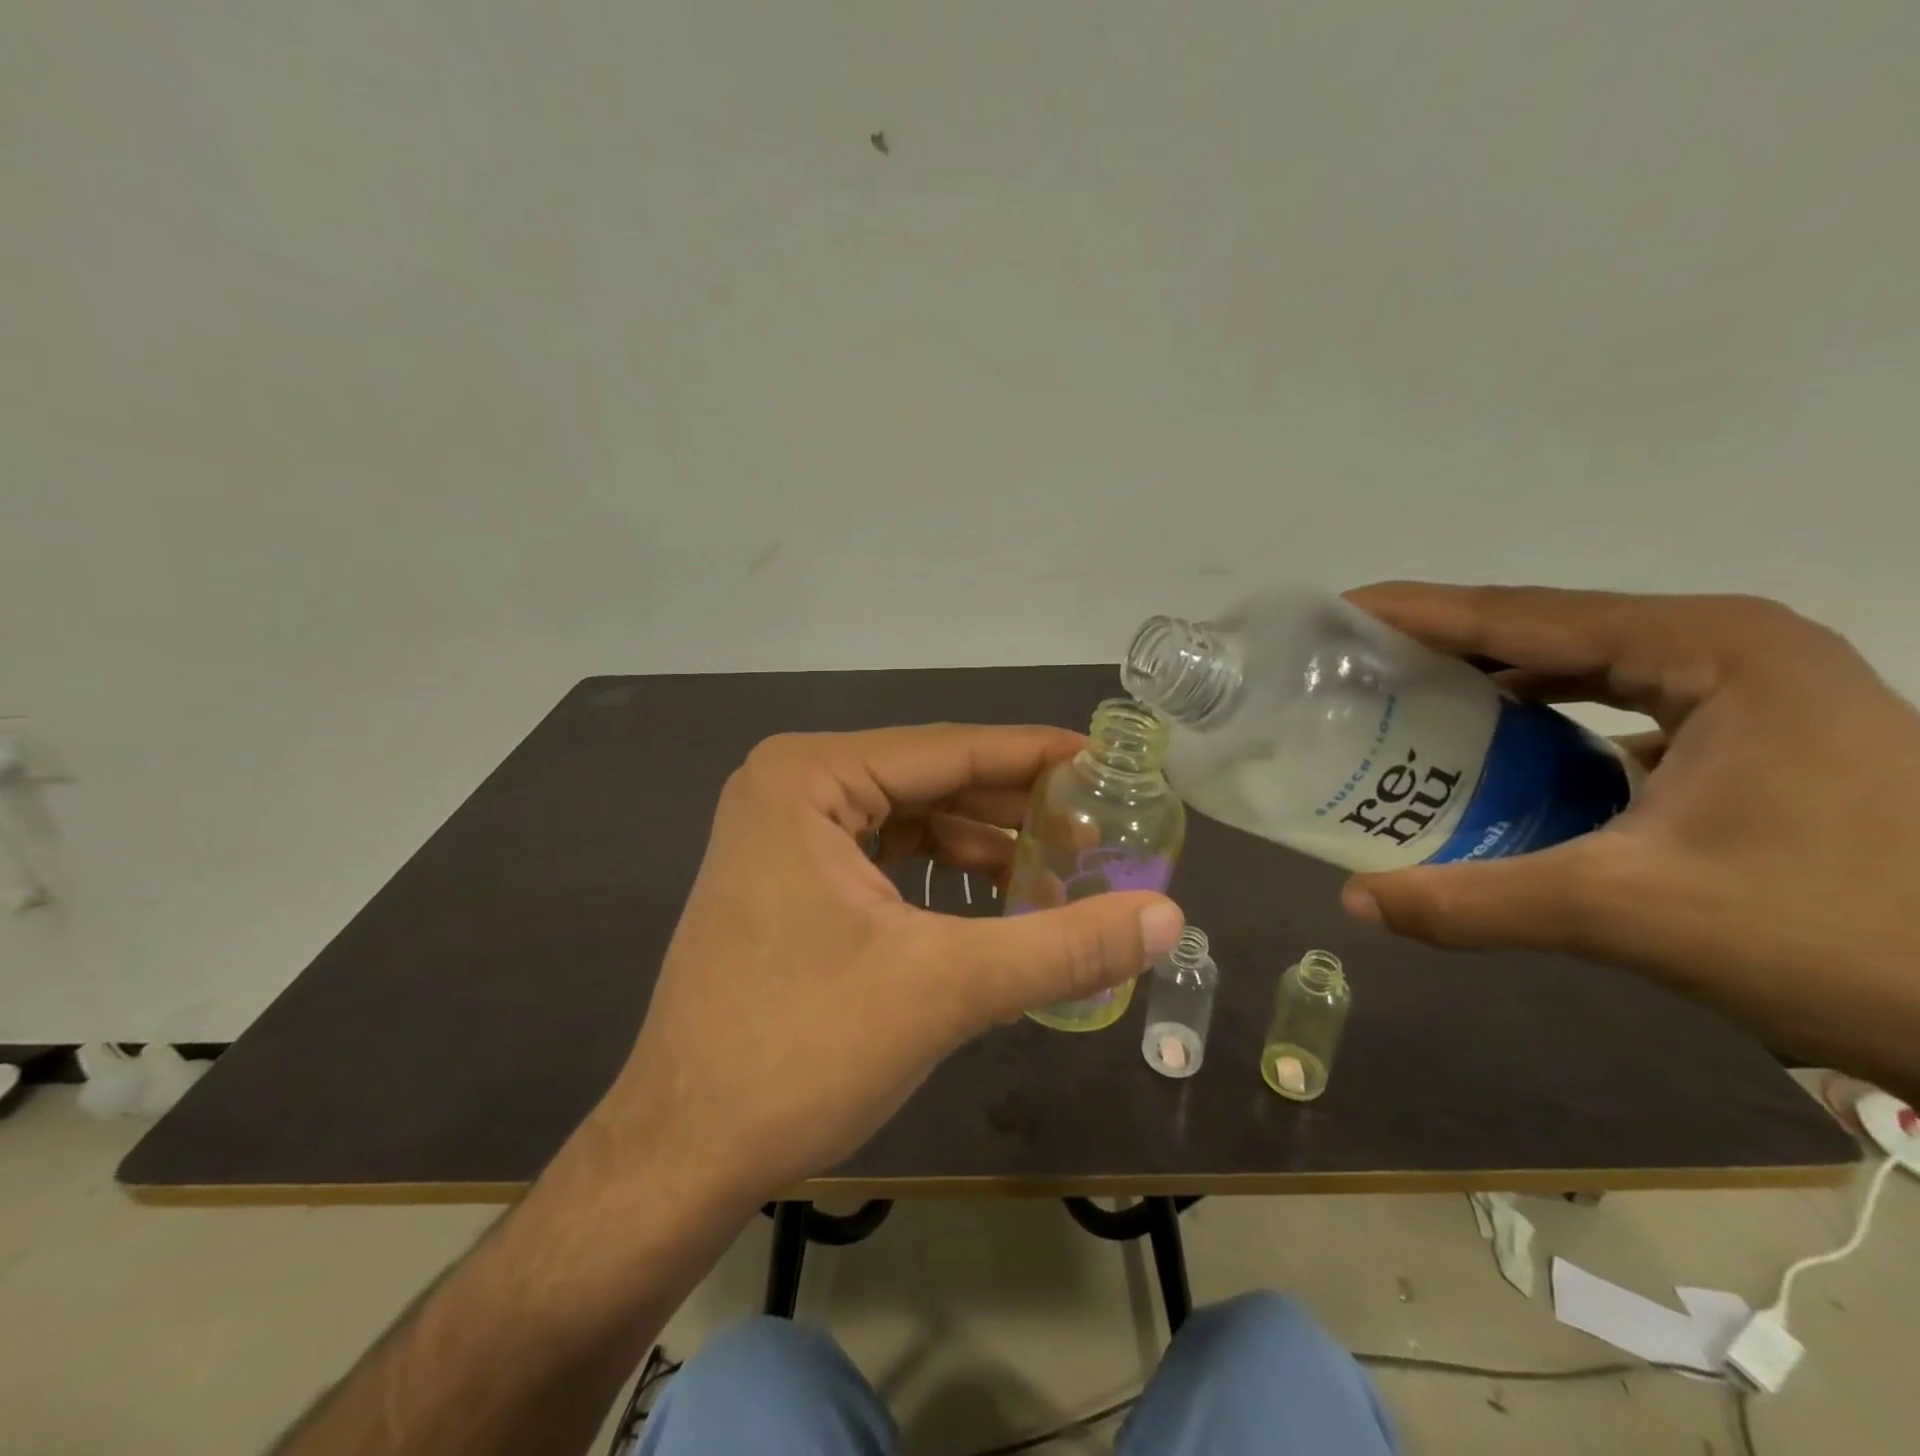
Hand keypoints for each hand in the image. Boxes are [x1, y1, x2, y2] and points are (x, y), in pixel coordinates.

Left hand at [583, 725, 1186, 1205]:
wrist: (680, 1153)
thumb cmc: (800, 1051)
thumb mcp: (945, 988)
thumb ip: (1063, 946)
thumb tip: (1168, 915)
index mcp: (809, 777)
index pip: (949, 749)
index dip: (1036, 755)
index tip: (1109, 761)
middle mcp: (790, 786)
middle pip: (930, 780)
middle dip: (1014, 806)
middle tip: (1100, 825)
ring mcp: (783, 832)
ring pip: (910, 819)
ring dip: (983, 844)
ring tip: (1063, 868)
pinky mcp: (787, 878)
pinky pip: (884, 855)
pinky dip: (942, 874)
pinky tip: (998, 900)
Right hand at [1340, 583, 1919, 1093]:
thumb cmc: (1848, 935)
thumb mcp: (1636, 914)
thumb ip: (1480, 902)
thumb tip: (1355, 903)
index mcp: (1708, 648)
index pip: (1521, 614)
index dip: (1416, 612)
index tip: (1335, 615)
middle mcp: (1726, 646)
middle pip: (1544, 629)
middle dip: (1440, 644)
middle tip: (1348, 666)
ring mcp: (1747, 689)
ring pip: (1580, 665)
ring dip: (1487, 680)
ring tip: (1399, 702)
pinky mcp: (1751, 734)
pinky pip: (1612, 704)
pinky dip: (1539, 719)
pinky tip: (1490, 752)